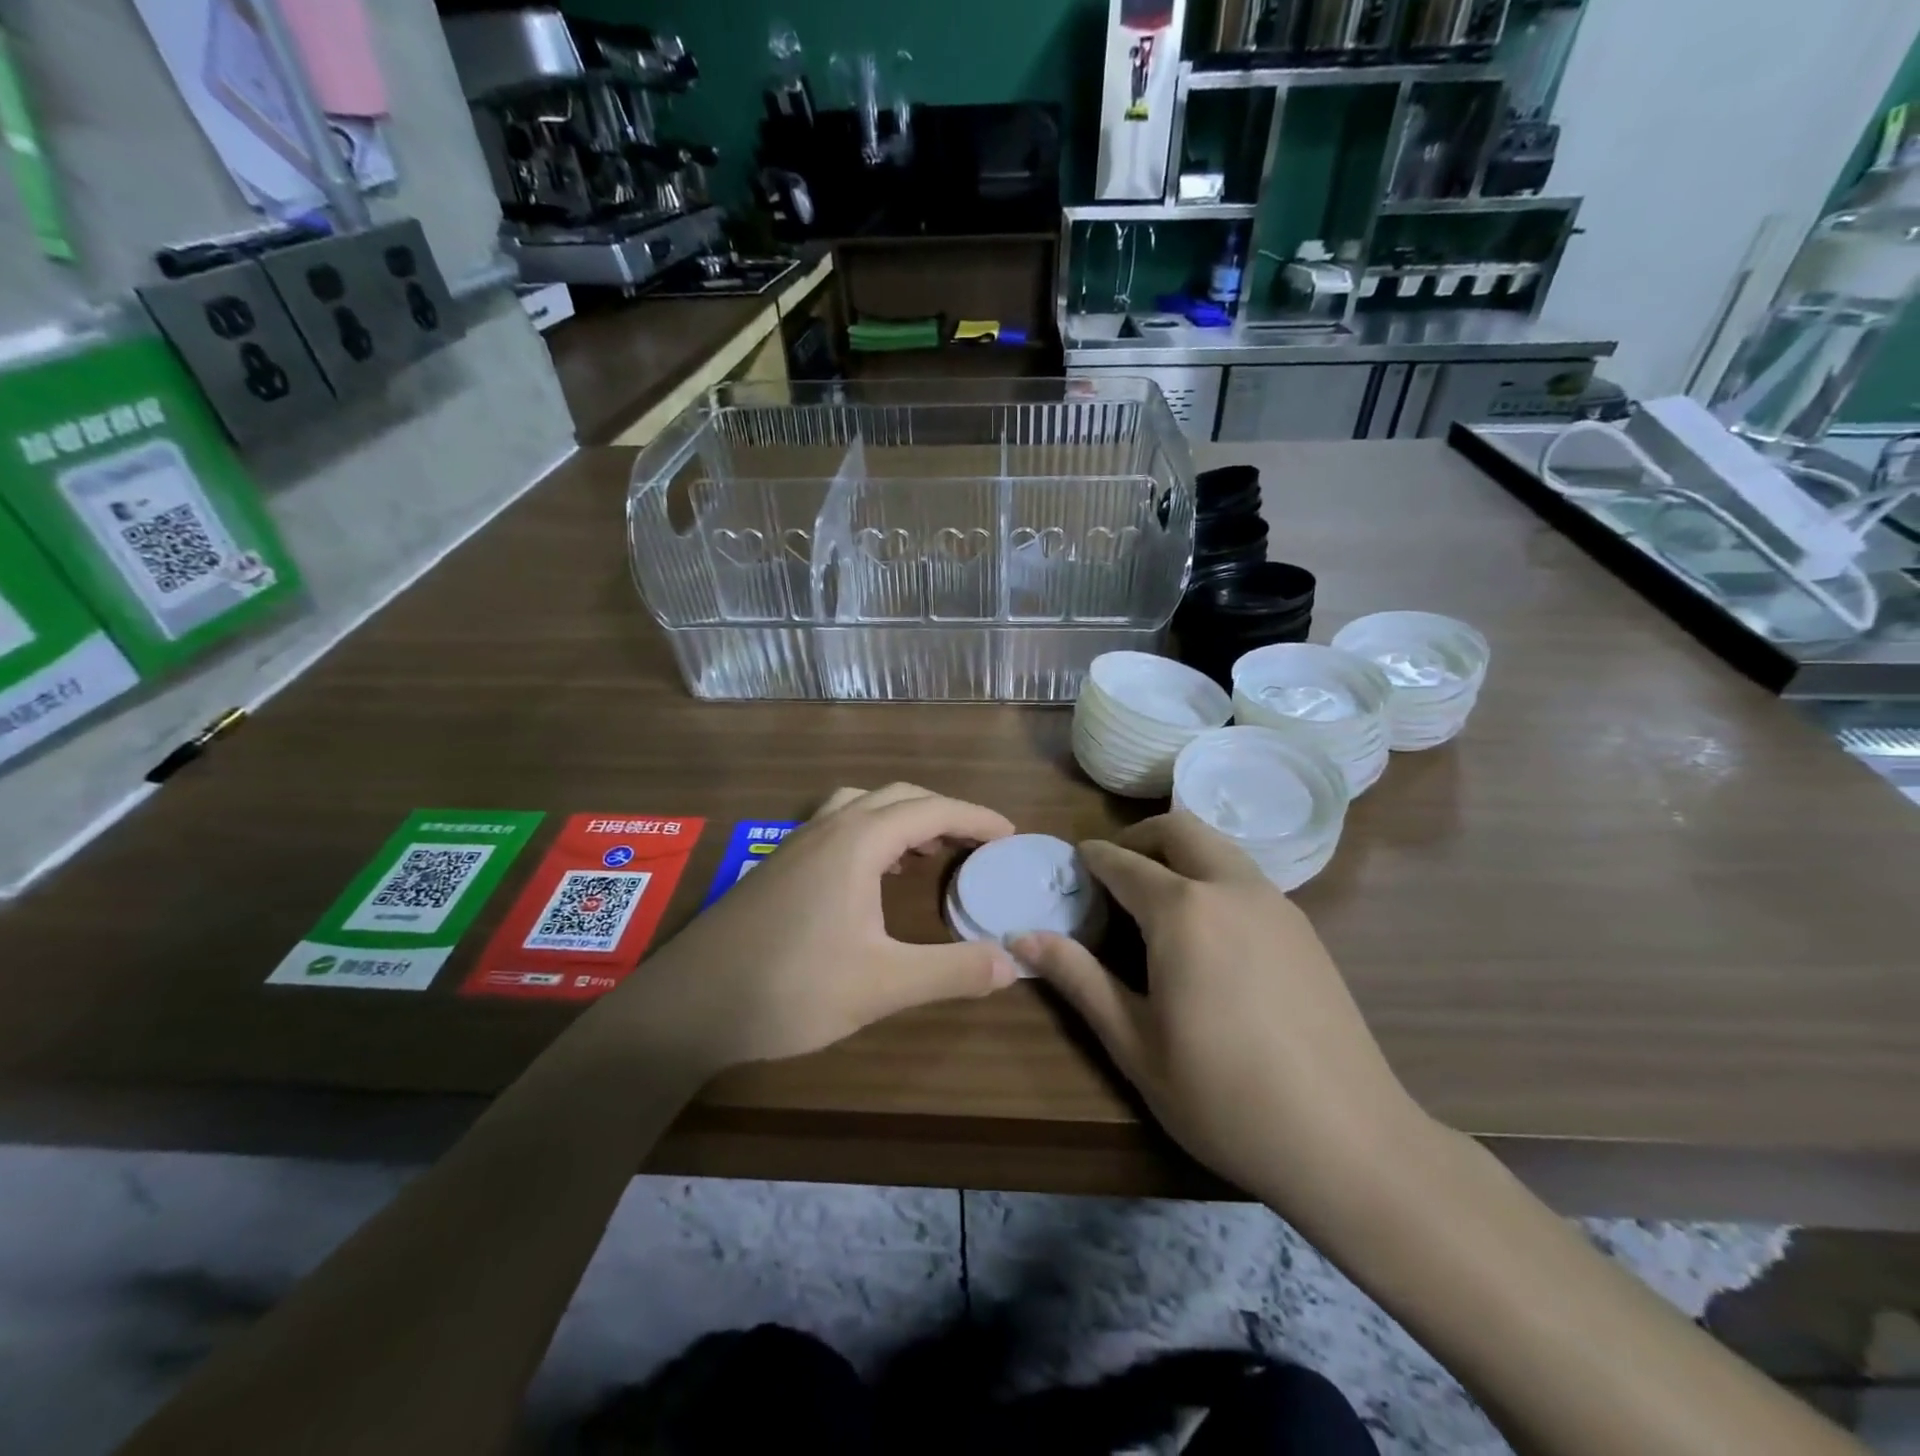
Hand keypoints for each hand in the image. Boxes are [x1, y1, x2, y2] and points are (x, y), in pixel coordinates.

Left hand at [602, 784, 1017, 1073]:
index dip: (976, 818)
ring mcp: (797, 844)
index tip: (1010, 835)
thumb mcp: (881, 985)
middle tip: (977, 844)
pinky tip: (872, 878)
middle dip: (944, 812)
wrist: (686, 1006)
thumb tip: (1013, 962)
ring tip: (927, 852)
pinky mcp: (778, 867)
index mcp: (858, 842)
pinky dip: (871, 834)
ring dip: (902, 818)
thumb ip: (951, 971)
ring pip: (862, 806)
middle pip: (898, 797)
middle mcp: (828, 828)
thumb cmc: (789, 988)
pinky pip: (837, 827)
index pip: (933, 810)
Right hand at [1013, 812, 1431, 1216]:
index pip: (1123, 862)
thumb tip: (1022, 937)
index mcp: (1182, 911)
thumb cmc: (1224, 1098)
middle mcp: (1231, 888)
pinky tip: (1207, 933)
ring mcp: (1276, 904)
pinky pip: (1246, 876)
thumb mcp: (1135, 1044)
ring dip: (1180, 853)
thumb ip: (1078, 979)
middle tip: (1113, 876)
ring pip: (1219, 846)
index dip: (1091, 859)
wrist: (1349, 1141)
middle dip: (1139, 838)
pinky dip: (1213, 877)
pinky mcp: (1305, 927)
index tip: (1071, 867)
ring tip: (1155, 901)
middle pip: (1179, 829)